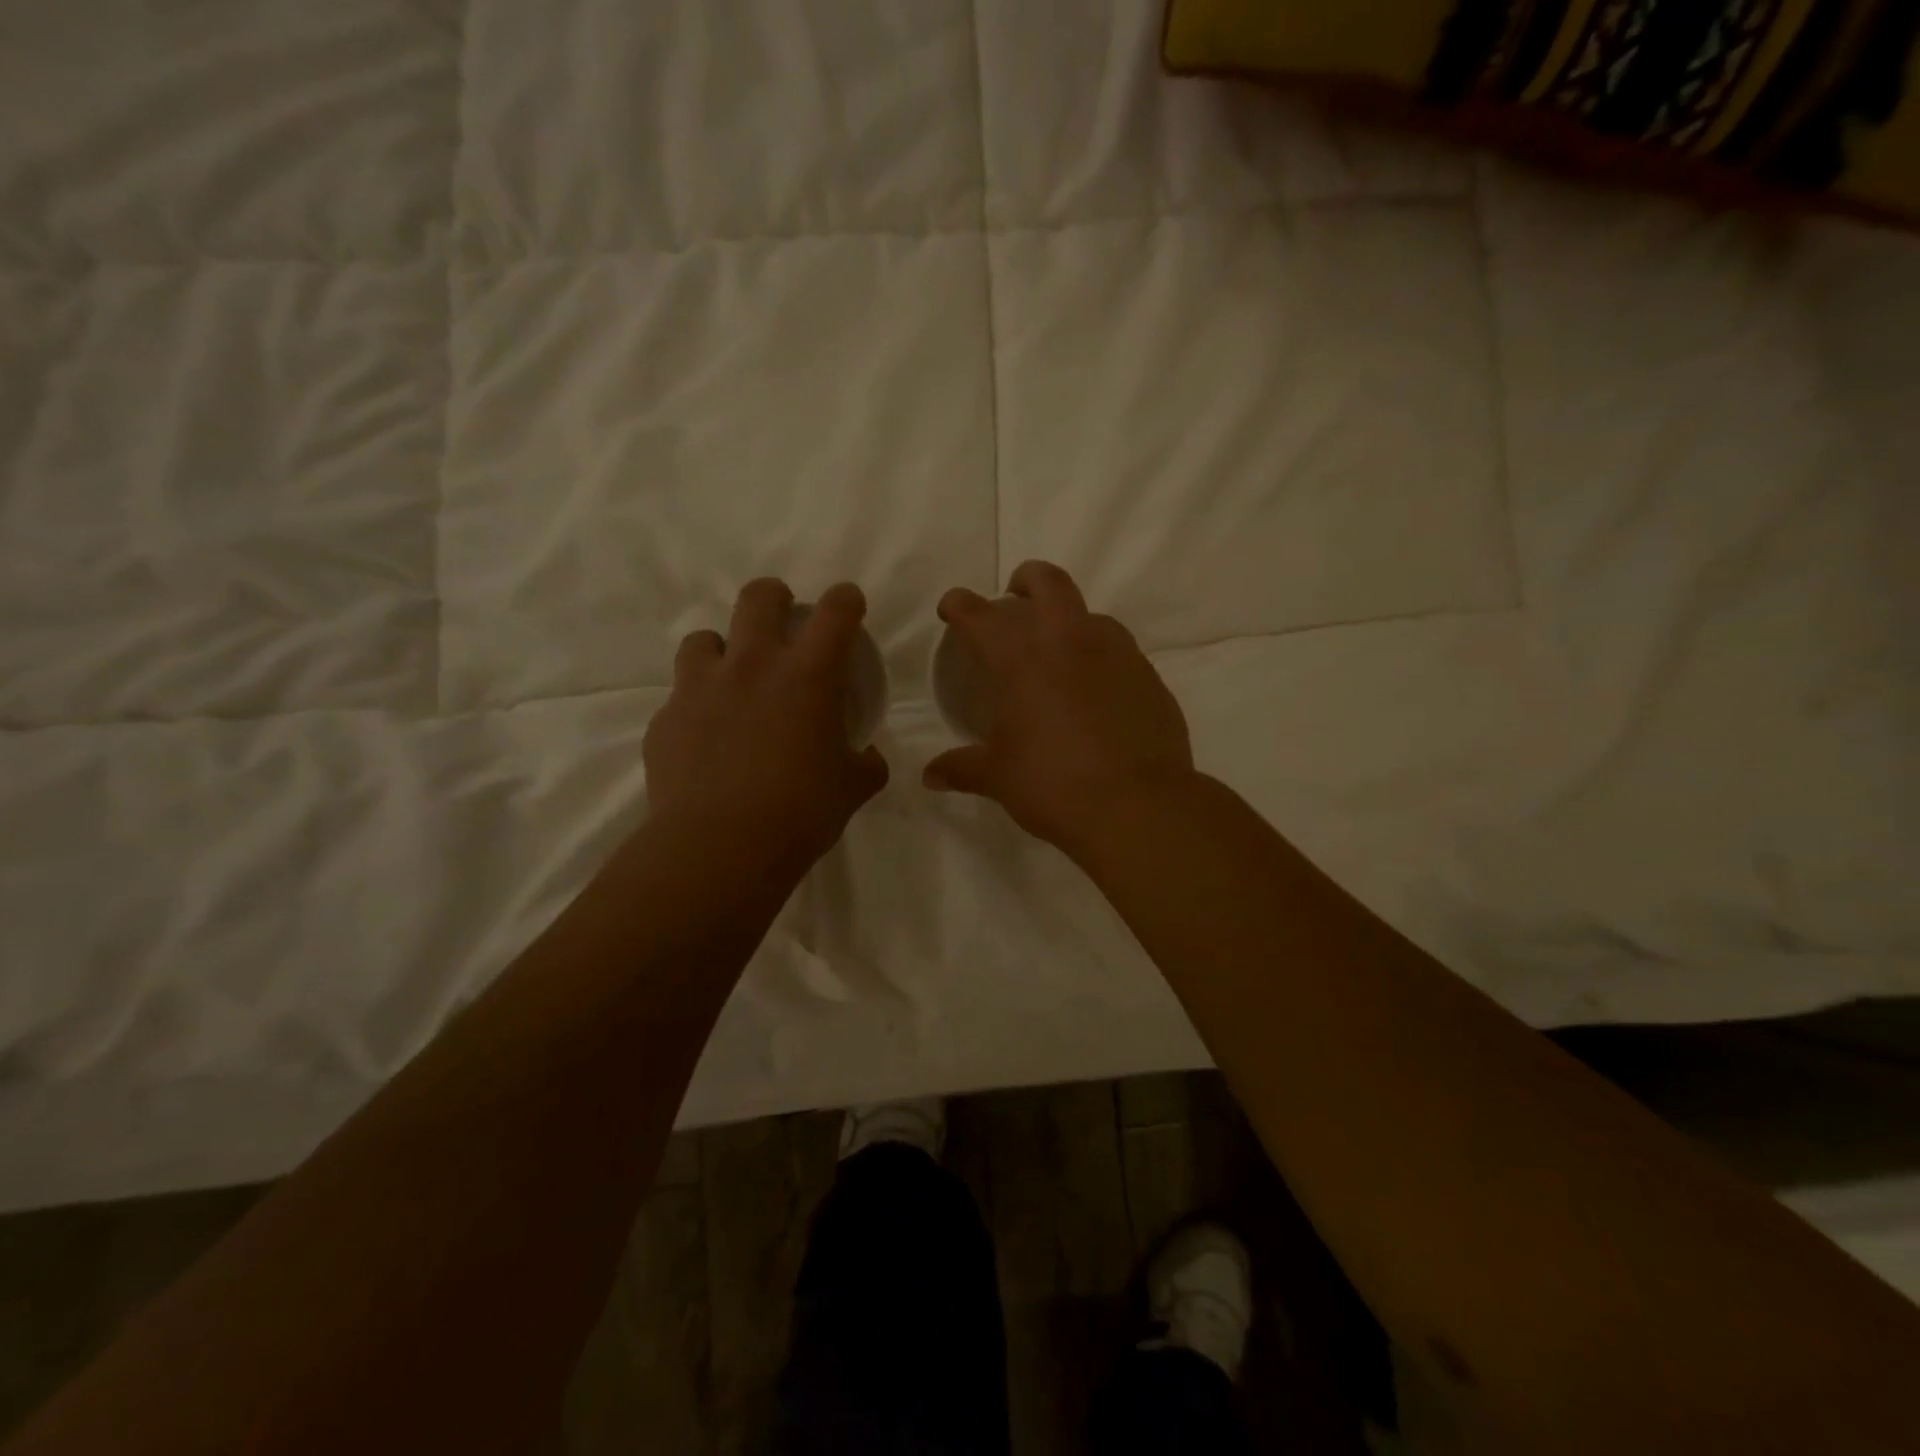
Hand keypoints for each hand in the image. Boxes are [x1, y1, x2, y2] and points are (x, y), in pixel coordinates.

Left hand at [644, 579, 888, 869]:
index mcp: (808, 675)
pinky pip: (679, 698)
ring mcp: (700, 689)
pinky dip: (696, 706)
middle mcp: (751, 666)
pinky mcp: (665, 720)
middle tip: (782, 618)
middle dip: (774, 597)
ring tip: (730, 679)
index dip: (845, 600)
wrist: (719, 848)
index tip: (848, 605)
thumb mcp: (852, 789)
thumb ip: (866, 764)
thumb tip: (869, 757)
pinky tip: (705, 738)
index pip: (835, 612)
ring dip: (721, 650)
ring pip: (702, 639)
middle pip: (758, 598)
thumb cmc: (800, 812)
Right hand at [924, 561, 1193, 852]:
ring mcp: (1118, 655)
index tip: (952, 608)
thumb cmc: (1054, 785)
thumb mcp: (999, 778)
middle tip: (1016, 599)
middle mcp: (1070, 642)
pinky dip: (1102, 661)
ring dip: (1070, 623)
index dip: (960, 605)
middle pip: (1049, 582)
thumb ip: (962, 769)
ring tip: (1061, 654)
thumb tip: (930, 776)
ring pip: (1092, 616)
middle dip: (1027, 580)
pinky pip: (1121, 654)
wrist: (1139, 806)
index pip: (980, 616)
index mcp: (1022, 660)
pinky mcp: (1150, 678)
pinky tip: (1098, 695)